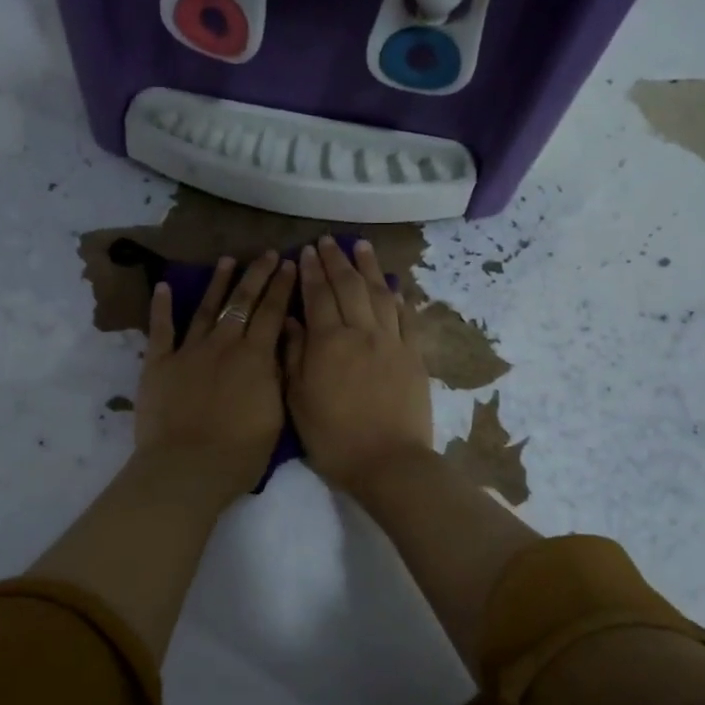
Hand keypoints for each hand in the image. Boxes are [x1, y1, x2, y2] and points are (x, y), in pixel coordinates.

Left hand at [135, 251, 295, 499]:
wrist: (187, 468)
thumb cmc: (239, 453)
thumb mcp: (275, 415)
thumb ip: (276, 377)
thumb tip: (278, 347)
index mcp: (255, 358)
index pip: (273, 313)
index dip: (283, 287)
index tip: (291, 264)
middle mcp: (223, 345)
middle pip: (242, 302)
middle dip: (257, 275)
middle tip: (268, 254)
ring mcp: (188, 351)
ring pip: (206, 308)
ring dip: (218, 283)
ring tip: (228, 260)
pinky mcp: (159, 363)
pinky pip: (161, 329)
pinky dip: (162, 307)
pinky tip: (164, 286)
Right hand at [285, 236, 433, 494]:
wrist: (389, 463)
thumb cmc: (334, 438)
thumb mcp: (298, 400)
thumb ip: (294, 355)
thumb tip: (290, 319)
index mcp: (329, 342)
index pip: (318, 295)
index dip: (312, 271)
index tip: (307, 251)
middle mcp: (362, 332)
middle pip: (349, 286)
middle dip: (337, 260)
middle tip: (329, 242)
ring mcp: (392, 342)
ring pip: (381, 294)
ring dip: (370, 268)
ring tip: (362, 247)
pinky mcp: (414, 356)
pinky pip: (406, 317)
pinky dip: (398, 297)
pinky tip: (393, 285)